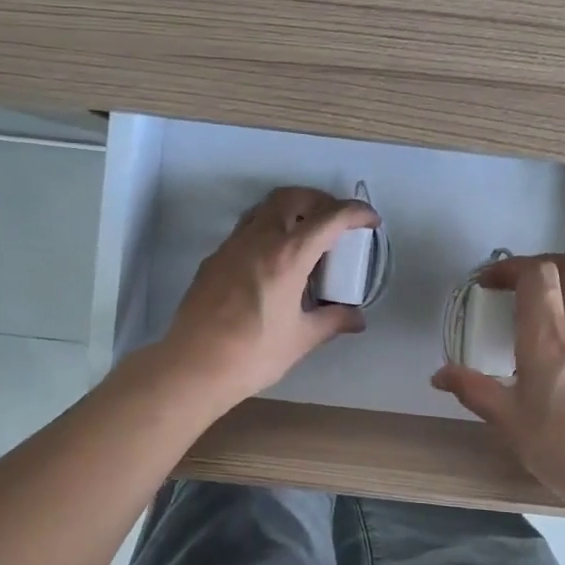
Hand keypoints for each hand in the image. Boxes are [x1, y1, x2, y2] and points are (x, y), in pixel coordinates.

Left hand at [161, 186, 378, 407]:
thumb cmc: (253, 354)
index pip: (329, 218)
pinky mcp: (214, 259)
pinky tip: (274, 261)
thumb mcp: (300, 339)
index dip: (355, 213)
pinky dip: (268, 230)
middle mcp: (259, 240)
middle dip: (319, 200)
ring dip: (291, 210)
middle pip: (292, 197)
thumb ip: (332, 320)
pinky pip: (246, 229)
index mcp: (287, 256)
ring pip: (264, 208)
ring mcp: (231, 246)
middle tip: (335, 222)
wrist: (193, 366)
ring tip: (306, 236)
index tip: (370, 221)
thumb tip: (357, 318)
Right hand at [431, 253, 564, 515]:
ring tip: (531, 330)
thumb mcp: (506, 419)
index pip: (535, 272)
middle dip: (541, 265)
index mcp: (546, 333)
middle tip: (515, 286)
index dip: (510, 267)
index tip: (488, 283)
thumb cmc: (558, 444)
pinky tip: (557, 367)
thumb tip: (440, 374)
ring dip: (556, 298)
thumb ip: (471, 389)